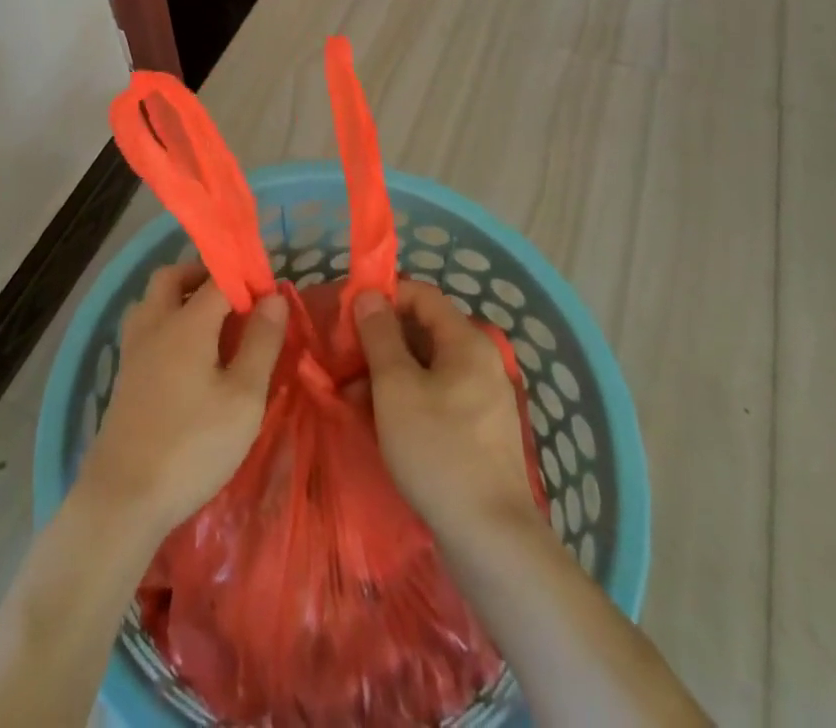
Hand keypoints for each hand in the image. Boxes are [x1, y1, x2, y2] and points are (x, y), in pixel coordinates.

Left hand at [77, 262, 288, 536]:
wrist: (123, 498)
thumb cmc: (193, 446)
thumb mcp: (243, 398)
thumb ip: (261, 343)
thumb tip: (273, 296)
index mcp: (187, 322)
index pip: (218, 278)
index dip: (245, 278)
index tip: (269, 293)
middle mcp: (155, 324)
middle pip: (172, 276)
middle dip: (203, 274)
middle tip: (233, 297)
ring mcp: (133, 350)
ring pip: (152, 300)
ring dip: (179, 296)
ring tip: (211, 323)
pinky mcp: (124, 376)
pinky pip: (144, 327)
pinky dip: (166, 322)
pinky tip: (186, 356)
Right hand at [354, 281, 539, 546]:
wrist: (491, 540)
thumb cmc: (437, 450)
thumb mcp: (395, 387)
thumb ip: (379, 336)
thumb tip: (369, 295)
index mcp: (467, 342)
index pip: (422, 295)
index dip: (384, 297)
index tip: (348, 316)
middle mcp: (480, 362)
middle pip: (424, 331)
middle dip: (381, 341)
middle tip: (344, 361)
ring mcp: (482, 399)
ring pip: (427, 368)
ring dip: (388, 374)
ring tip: (352, 399)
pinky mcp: (479, 433)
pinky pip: (437, 398)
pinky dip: (407, 400)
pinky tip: (379, 424)